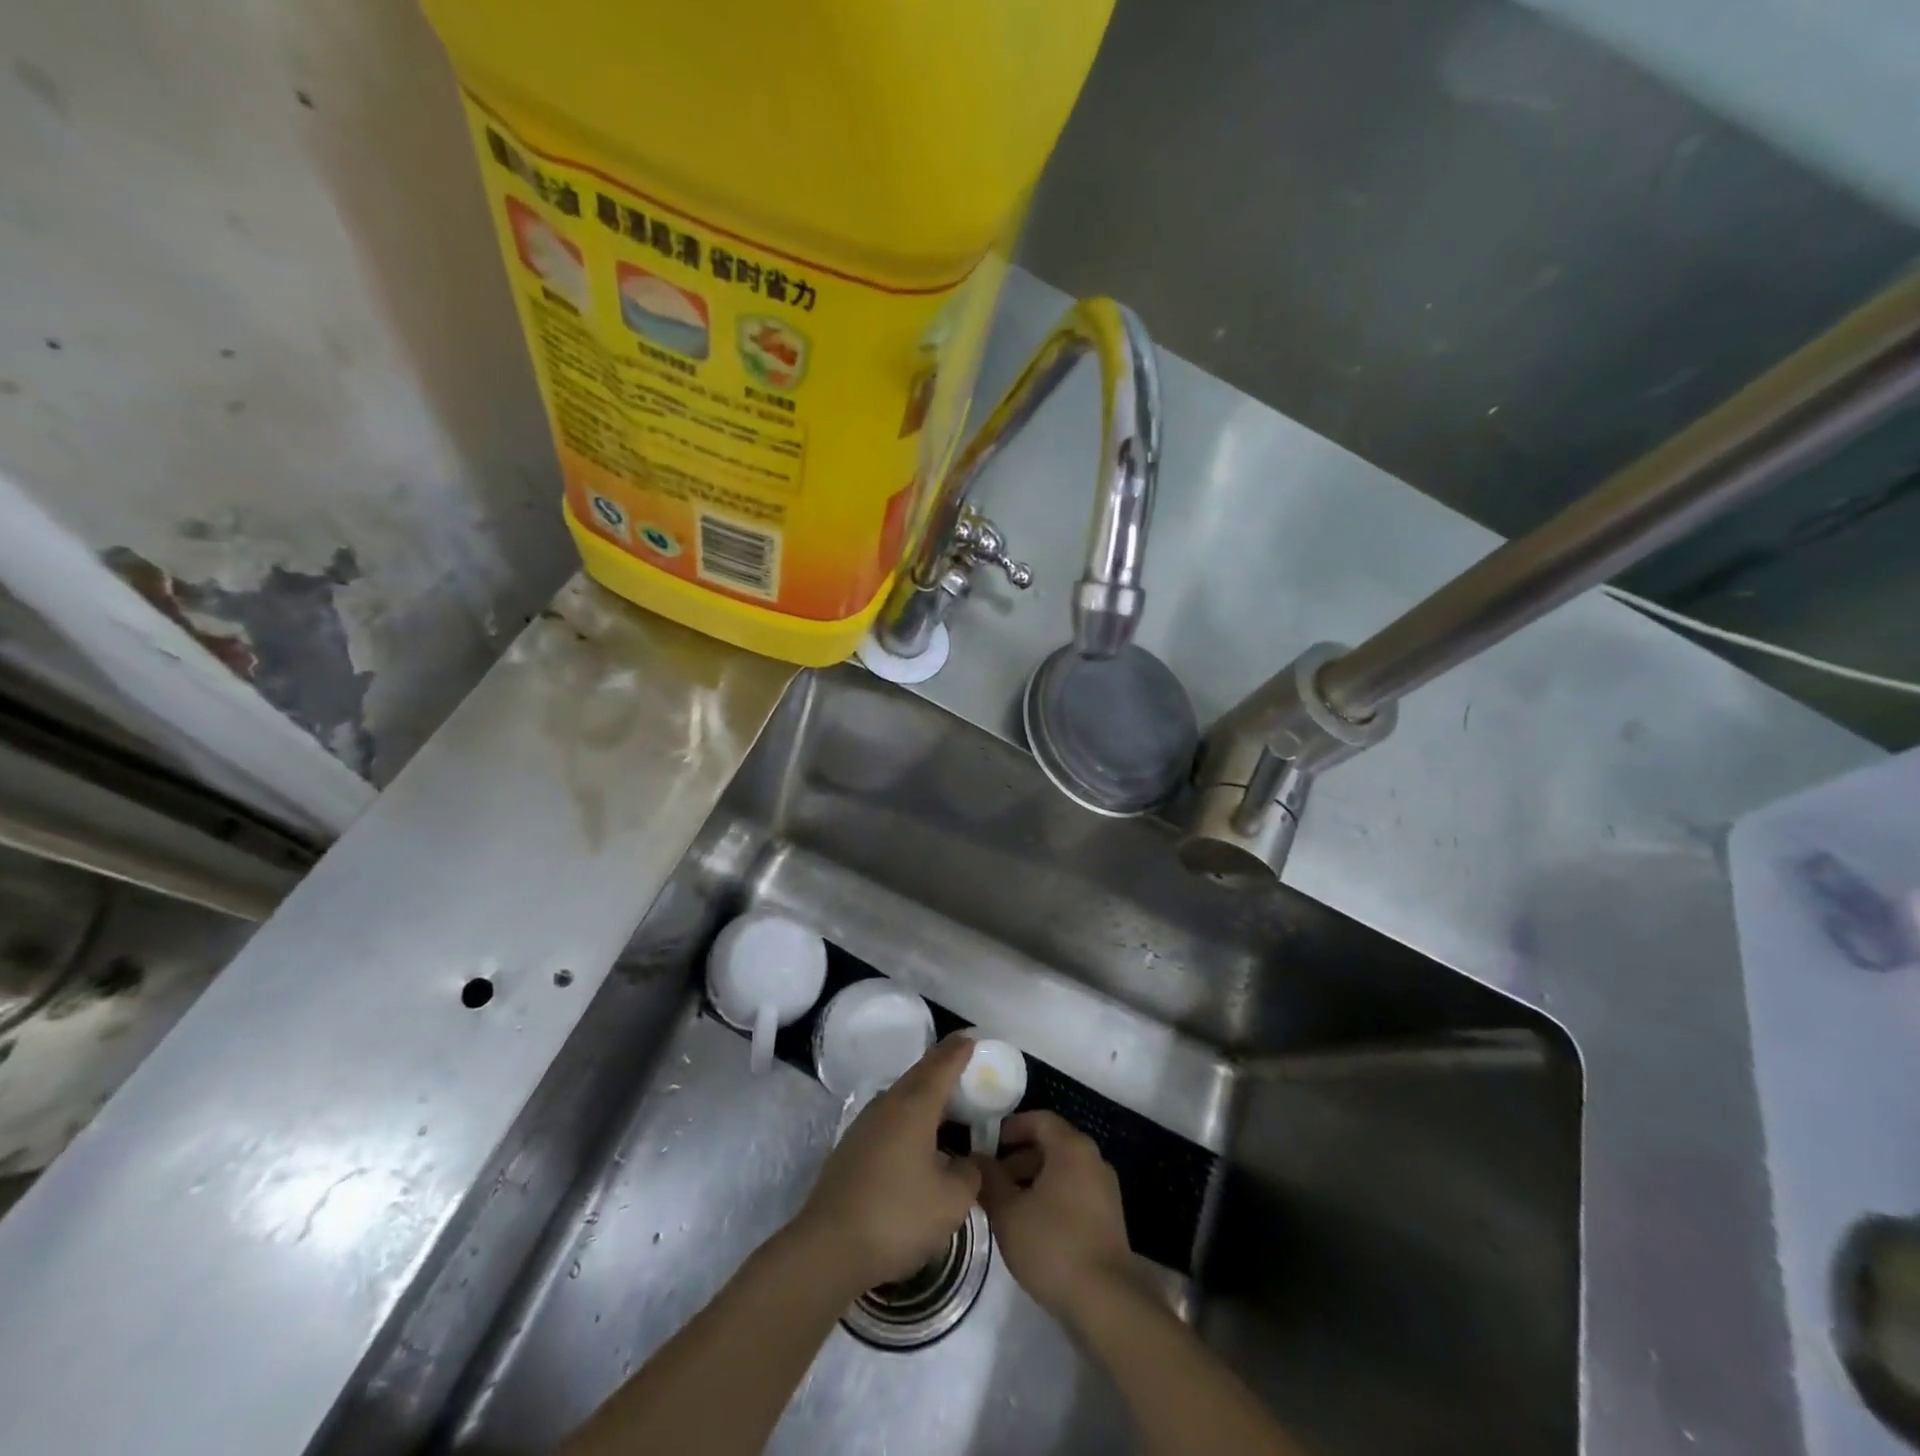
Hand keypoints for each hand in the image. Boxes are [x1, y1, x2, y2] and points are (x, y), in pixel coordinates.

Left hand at [793, 1034, 981, 1293]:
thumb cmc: (896, 1217)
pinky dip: (910, 1114)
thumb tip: (971, 1159)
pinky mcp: (852, 1146)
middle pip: (920, 1074)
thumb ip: (970, 1173)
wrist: (828, 1248)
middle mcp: (888, 1104)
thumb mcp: (951, 1202)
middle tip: (965, 1062)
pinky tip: (918, 1136)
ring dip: (925, 1091)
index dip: (960, 1050)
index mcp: (914, 1106)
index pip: (942, 1065)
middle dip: (943, 1065)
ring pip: (902, 1095)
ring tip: (946, 1100)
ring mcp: (865, 1124)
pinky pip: (890, 1116)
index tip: (973, 1038)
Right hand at [977, 1111, 1133, 1323]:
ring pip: (1063, 1171)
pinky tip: (1033, 1226)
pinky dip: (1052, 1198)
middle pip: (1051, 1144)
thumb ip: (989, 1180)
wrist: (1105, 1301)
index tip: (987, 1144)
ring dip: (1034, 1180)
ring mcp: (1105, 1189)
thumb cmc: (1052, 1245)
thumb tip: (976, 1159)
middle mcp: (1093, 1159)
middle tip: (993, 1180)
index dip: (1011, 1127)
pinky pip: (1075, 1193)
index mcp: (1071, 1147)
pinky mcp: (1110, 1218)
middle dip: (1019, 1158)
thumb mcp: (1008, 1212)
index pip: (1039, 1119)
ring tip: (1008, 1206)